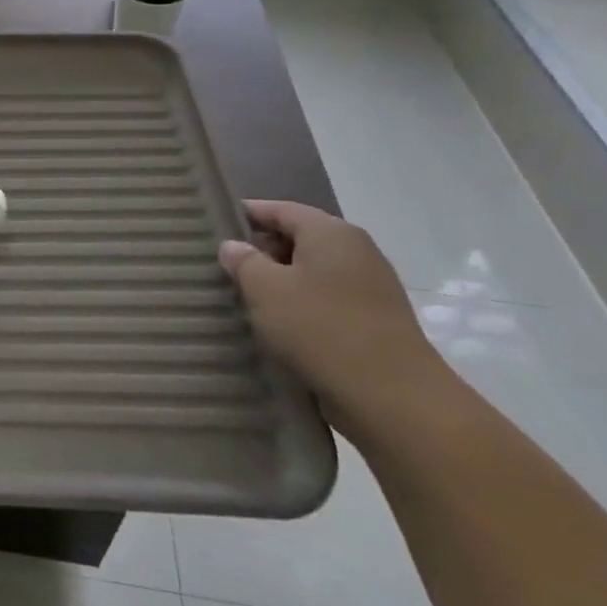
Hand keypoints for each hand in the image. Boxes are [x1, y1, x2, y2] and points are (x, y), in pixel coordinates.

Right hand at [219, 200, 455, 435]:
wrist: (391, 396)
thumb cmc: (320, 328)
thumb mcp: (265, 289)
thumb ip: (244, 261)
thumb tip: (234, 246)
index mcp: (331, 233)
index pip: (280, 209)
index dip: (246, 214)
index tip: (214, 225)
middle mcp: (356, 250)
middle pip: (299, 237)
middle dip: (262, 249)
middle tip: (225, 267)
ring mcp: (371, 286)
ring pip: (313, 270)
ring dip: (281, 280)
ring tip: (247, 297)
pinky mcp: (375, 319)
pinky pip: (327, 298)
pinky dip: (302, 303)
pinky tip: (279, 324)